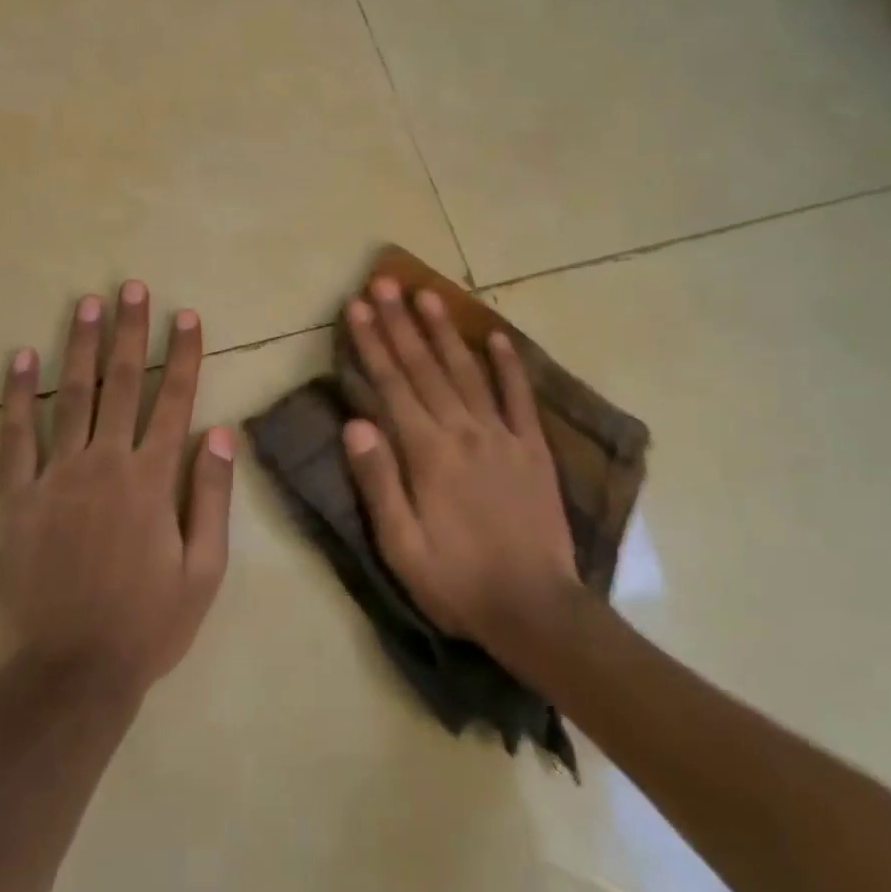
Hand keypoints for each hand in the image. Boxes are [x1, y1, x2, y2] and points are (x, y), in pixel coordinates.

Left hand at [0, 281, 234, 705]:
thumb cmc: (147, 625)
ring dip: (81, 346)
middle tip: (132, 287)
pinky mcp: (16, 498)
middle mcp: (104, 464)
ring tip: (87, 303)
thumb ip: (211, 496)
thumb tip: (220, 431)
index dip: (183, 354)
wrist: (69, 676)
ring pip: (71, 396)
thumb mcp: (204, 570)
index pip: (173, 400)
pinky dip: (17, 395)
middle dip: (130, 331)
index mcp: (151, 479)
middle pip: (122, 383)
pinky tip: (21, 359)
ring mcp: (55, 477)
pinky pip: (14, 437)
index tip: (187, 316)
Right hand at [341, 277, 580, 655]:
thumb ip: (378, 482)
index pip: (391, 385)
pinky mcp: (533, 448)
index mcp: (427, 453)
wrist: (536, 609)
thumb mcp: (401, 546)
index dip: (372, 343)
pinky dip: (508, 365)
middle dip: (401, 323)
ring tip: (428, 294)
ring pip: (467, 371)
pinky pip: (520, 397)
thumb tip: (354, 424)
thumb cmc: (457, 582)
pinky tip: (496, 336)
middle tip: (384, 282)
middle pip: (425, 367)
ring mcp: (502, 435)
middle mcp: (463, 431)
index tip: (358, 307)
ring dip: (445, 331)